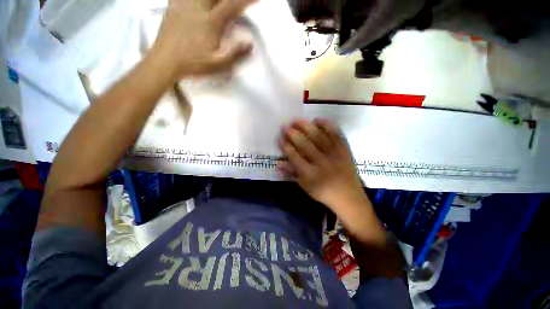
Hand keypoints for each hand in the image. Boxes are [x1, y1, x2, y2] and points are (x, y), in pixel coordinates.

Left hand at [152, 0, 254, 78]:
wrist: (166, 60)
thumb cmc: (194, 63)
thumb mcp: (218, 64)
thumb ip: (235, 54)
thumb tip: (250, 43)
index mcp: (211, 22)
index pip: (231, 5)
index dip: (245, 0)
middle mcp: (198, 7)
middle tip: (234, 2)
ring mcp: (184, 4)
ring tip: (218, 2)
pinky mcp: (174, 5)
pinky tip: (198, 2)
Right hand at [278, 119, 365, 209]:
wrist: (348, 196)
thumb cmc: (323, 192)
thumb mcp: (305, 186)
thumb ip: (291, 173)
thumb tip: (278, 163)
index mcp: (311, 174)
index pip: (295, 157)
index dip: (286, 147)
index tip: (279, 138)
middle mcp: (322, 162)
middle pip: (305, 145)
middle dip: (293, 134)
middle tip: (285, 126)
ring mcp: (334, 154)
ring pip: (318, 137)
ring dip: (306, 127)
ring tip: (296, 120)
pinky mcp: (344, 149)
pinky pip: (335, 134)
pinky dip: (327, 125)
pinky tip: (317, 119)